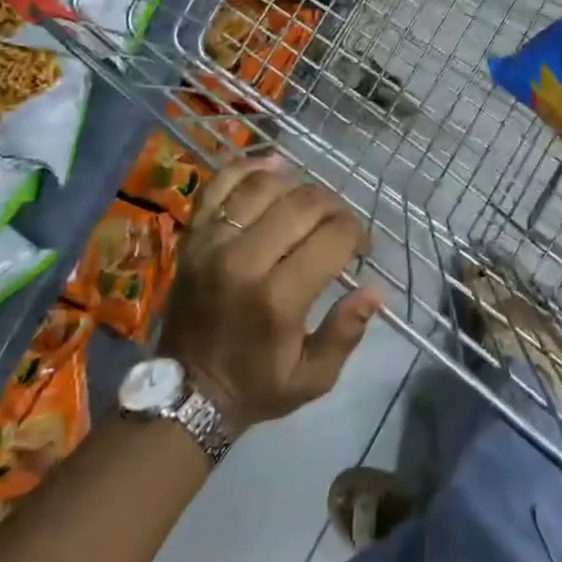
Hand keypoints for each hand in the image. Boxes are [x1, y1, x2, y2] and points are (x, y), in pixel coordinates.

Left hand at [158, 157, 382, 430]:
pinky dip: (249, 168)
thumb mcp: (313, 378)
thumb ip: (346, 333)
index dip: (357, 233)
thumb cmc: (257, 386)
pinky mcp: (192, 237)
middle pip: (304, 204)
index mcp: (278, 299)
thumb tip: (375, 291)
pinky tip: (274, 169)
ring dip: (298, 188)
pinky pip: (220, 184)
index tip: (361, 248)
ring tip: (309, 206)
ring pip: (266, 186)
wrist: (186, 392)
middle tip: (339, 226)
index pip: (333, 236)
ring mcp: (212, 243)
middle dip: (334, 208)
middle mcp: (244, 261)